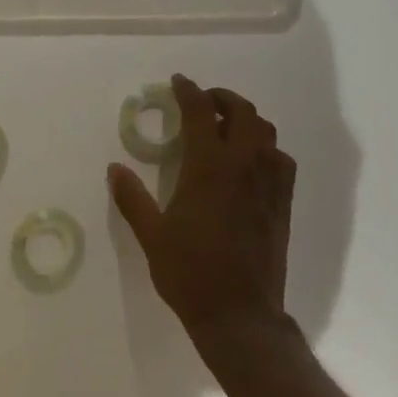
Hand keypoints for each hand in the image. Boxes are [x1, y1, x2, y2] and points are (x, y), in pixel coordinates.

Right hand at [108, 76, 296, 348]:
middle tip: (203, 101)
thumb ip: (132, 198)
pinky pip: (281, 160)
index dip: (188, 92)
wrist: (239, 314)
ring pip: (266, 132)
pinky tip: (252, 161)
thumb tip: (115, 168)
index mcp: (209, 167)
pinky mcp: (283, 204)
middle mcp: (244, 166)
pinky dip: (266, 147)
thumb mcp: (152, 236)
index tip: (178, 82)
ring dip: (246, 119)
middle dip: (222, 98)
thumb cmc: (189, 273)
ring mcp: (269, 184)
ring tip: (227, 125)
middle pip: (242, 112)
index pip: (200, 113)